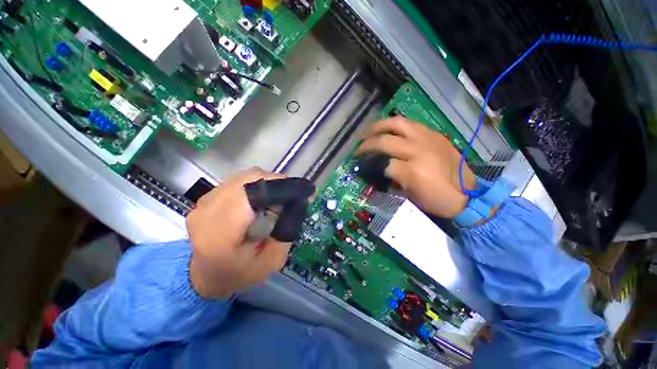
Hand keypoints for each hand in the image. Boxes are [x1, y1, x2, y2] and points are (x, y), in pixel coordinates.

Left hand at [186, 168, 288, 298]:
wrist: (204, 275)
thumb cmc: (238, 273)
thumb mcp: (271, 261)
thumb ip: (285, 233)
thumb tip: (296, 204)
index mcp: (220, 234)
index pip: (250, 194)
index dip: (277, 187)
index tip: (297, 190)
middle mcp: (207, 212)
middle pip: (248, 180)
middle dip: (275, 182)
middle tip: (291, 192)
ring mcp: (204, 201)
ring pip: (243, 176)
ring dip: (266, 181)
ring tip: (278, 194)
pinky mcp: (207, 197)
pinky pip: (237, 180)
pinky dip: (255, 183)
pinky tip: (262, 195)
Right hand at [355, 117, 475, 218]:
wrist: (468, 195)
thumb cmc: (437, 200)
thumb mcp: (410, 197)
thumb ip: (393, 180)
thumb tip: (380, 169)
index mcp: (413, 171)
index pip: (383, 164)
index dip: (371, 166)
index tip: (364, 168)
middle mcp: (419, 150)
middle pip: (385, 140)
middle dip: (367, 144)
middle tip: (358, 148)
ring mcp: (428, 139)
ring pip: (397, 123)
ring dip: (378, 126)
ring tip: (369, 132)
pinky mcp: (434, 134)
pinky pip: (410, 123)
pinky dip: (395, 125)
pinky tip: (389, 130)